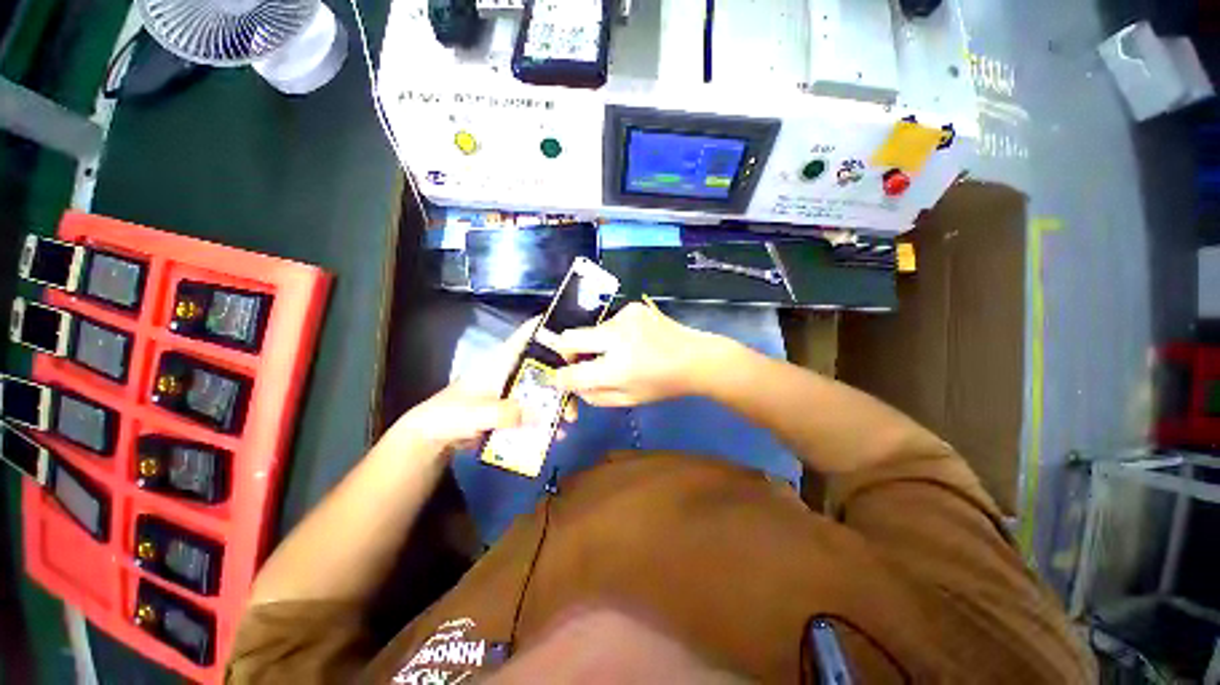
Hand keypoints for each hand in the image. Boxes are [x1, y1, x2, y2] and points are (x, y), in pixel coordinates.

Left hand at [393, 317, 577, 452]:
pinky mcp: (518, 409)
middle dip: (565, 376)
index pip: (527, 335)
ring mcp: (518, 390)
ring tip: (569, 420)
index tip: (575, 331)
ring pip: (547, 388)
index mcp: (502, 361)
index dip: (549, 327)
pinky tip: (557, 434)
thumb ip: (502, 413)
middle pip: (546, 364)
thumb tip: (537, 415)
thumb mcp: (474, 413)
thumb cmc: (449, 415)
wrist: (437, 438)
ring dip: (560, 402)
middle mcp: (515, 371)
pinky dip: (550, 420)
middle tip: (579, 393)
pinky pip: (540, 410)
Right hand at [553, 303, 727, 406]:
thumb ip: (595, 395)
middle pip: (568, 338)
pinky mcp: (632, 307)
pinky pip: (609, 322)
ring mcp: (624, 317)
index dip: (560, 378)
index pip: (571, 373)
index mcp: (617, 368)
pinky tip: (633, 340)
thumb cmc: (663, 384)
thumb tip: (572, 383)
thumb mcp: (629, 399)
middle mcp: (616, 337)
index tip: (561, 378)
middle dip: (566, 352)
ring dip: (596, 343)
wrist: (696, 358)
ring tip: (619, 352)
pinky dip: (612, 334)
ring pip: (591, 330)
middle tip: (579, 361)